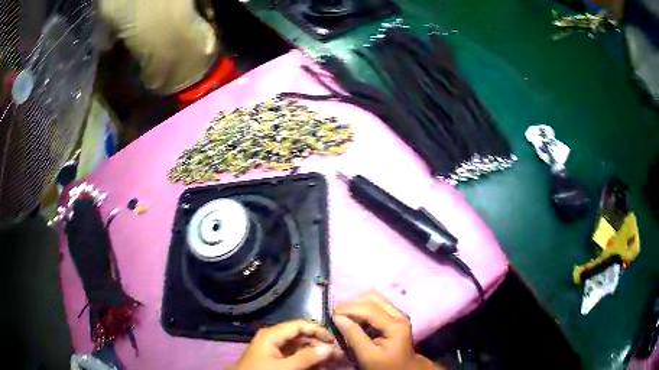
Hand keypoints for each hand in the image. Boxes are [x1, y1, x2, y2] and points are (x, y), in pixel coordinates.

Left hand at [230, 320, 335, 369]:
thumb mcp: (284, 367)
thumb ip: (306, 357)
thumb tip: (329, 348)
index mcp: (272, 334)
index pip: (300, 325)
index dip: (318, 330)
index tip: (335, 341)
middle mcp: (274, 338)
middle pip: (301, 335)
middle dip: (319, 344)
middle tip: (337, 354)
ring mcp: (274, 349)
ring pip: (300, 347)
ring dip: (315, 353)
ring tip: (332, 360)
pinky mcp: (275, 359)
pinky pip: (295, 356)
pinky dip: (307, 360)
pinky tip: (319, 366)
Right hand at [333, 292, 439, 369]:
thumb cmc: (385, 366)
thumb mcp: (368, 355)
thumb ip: (353, 336)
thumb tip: (337, 317)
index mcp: (395, 324)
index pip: (369, 308)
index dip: (348, 308)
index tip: (330, 313)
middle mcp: (399, 314)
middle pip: (373, 298)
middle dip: (352, 304)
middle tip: (336, 314)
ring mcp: (398, 314)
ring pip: (374, 300)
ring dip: (357, 306)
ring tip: (343, 317)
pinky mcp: (394, 317)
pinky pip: (376, 306)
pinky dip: (362, 310)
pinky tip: (354, 320)